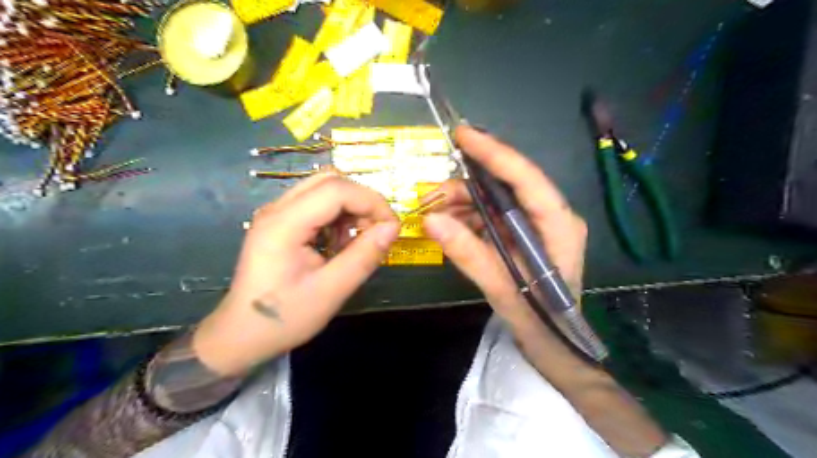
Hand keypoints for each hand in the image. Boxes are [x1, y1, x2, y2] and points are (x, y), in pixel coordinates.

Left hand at [190, 173, 397, 375]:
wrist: (243, 335)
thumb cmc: (285, 317)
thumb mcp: (331, 291)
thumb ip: (364, 256)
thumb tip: (393, 228)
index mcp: (284, 224)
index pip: (336, 190)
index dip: (371, 202)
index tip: (392, 228)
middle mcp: (277, 209)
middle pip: (329, 180)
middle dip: (362, 200)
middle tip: (376, 230)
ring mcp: (276, 213)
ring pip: (324, 187)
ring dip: (350, 207)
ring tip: (357, 239)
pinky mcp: (280, 221)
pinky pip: (316, 202)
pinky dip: (337, 215)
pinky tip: (339, 242)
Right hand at [421, 126, 587, 339]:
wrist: (554, 343)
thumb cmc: (538, 319)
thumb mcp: (500, 287)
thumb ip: (467, 252)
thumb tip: (429, 219)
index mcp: (559, 225)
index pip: (526, 178)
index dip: (494, 153)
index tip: (463, 135)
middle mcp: (552, 216)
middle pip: (508, 185)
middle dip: (467, 186)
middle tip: (432, 195)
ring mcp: (538, 224)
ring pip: (496, 200)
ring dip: (464, 203)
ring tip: (435, 215)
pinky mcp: (525, 234)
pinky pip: (494, 216)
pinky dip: (470, 218)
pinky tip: (451, 226)